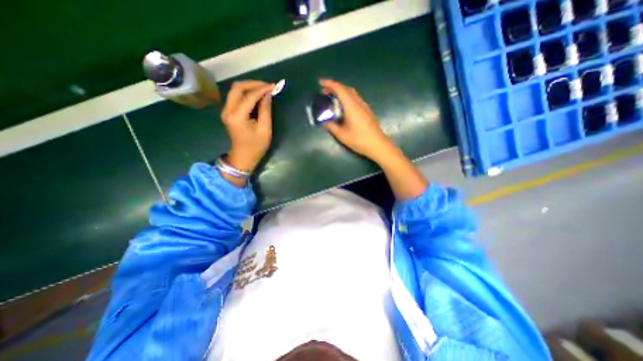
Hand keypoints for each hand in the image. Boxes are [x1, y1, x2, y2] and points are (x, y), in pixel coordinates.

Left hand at [221, 80, 273, 173]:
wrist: (243, 157)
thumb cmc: (256, 146)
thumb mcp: (265, 130)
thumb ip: (265, 110)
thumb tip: (268, 95)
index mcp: (237, 116)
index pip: (249, 96)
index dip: (262, 89)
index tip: (274, 86)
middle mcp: (228, 110)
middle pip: (237, 87)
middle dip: (254, 84)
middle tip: (268, 86)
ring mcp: (225, 110)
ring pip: (235, 90)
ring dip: (249, 87)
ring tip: (263, 89)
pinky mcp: (227, 112)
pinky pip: (235, 96)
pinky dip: (246, 93)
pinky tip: (256, 96)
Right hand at [319, 81, 394, 162]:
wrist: (378, 145)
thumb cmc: (359, 140)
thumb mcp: (342, 135)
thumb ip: (332, 126)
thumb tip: (325, 121)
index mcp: (351, 106)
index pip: (340, 89)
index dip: (329, 83)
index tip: (320, 82)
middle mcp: (359, 103)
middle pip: (346, 89)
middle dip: (334, 87)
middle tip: (325, 92)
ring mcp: (364, 106)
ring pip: (352, 94)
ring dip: (342, 92)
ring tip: (333, 99)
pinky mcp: (367, 111)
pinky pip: (355, 99)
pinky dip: (347, 98)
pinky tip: (344, 107)